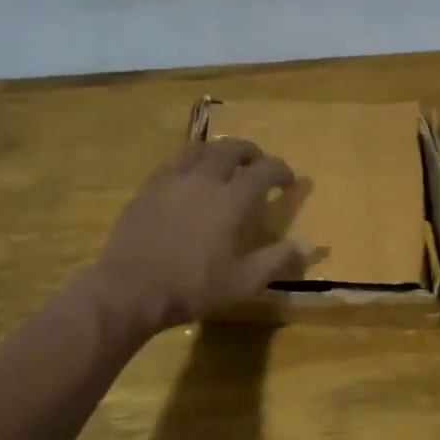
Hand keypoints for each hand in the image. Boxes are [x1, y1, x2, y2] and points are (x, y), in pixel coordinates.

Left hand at [96, 139, 314, 330]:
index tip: (289, 182)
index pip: (265, 170)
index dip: (282, 171)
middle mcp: (205, 179)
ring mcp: (172, 180)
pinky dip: (192, 163)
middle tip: (258, 165)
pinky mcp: (148, 188)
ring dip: (219, 152)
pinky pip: (175, 163)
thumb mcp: (245, 282)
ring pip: (200, 149)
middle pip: (232, 149)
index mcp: (232, 199)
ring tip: (225, 164)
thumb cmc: (193, 287)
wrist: (130, 289)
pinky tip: (191, 180)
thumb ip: (278, 259)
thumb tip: (310, 246)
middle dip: (251, 153)